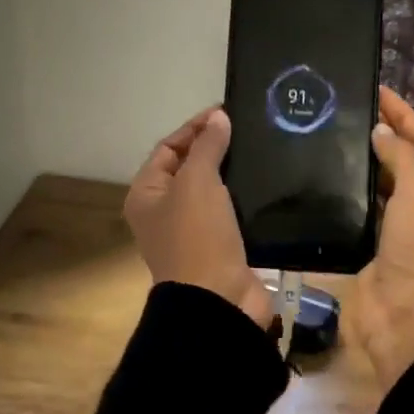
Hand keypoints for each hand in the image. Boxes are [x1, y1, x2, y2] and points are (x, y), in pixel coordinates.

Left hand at [123, 108, 270, 327]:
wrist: (217, 300)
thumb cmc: (197, 235)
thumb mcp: (197, 182)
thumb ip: (207, 147)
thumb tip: (218, 118)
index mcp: (146, 194)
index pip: (168, 148)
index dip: (194, 128)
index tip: (226, 112)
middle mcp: (164, 211)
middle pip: (189, 168)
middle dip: (215, 148)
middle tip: (247, 129)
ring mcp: (193, 231)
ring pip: (213, 191)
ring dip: (233, 173)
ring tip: (261, 150)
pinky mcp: (220, 247)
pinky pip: (231, 213)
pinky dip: (246, 198)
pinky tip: (267, 184)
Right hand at [346, 87, 413, 390]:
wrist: (409, 322)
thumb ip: (403, 155)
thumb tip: (381, 133)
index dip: (406, 116)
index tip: (377, 92)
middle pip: (408, 163)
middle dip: (384, 137)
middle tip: (348, 111)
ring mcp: (403, 232)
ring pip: (383, 187)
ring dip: (364, 165)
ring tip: (332, 135)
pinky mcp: (374, 250)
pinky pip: (361, 213)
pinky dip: (347, 195)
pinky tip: (324, 176)